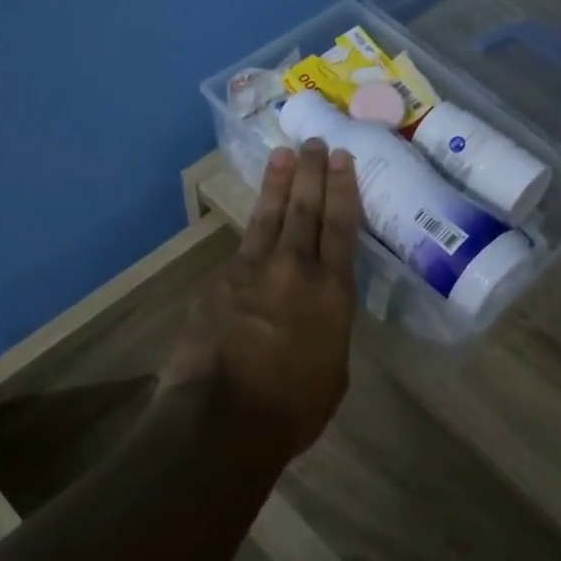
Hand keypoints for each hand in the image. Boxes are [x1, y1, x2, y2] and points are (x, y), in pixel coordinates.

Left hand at [161, 140, 360, 465]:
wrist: (222, 418)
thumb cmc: (292, 408)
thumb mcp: (333, 370)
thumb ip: (328, 330)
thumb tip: (316, 315)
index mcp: (332, 292)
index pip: (341, 227)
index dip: (342, 189)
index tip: (341, 158)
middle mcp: (295, 269)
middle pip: (305, 209)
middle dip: (312, 172)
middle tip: (315, 142)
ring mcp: (251, 271)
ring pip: (269, 217)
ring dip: (278, 184)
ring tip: (283, 155)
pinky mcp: (218, 283)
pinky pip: (241, 250)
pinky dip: (252, 233)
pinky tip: (253, 224)